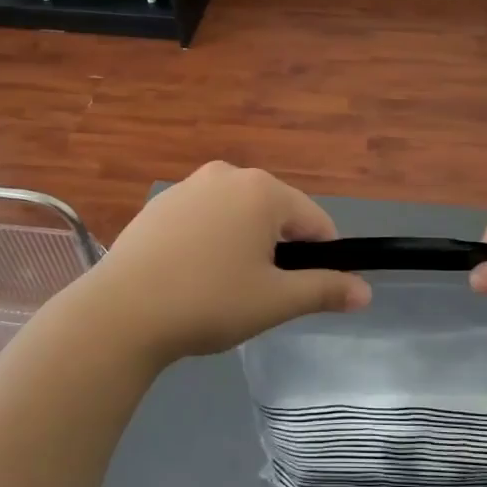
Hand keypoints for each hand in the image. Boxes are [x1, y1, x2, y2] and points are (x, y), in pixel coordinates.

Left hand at [65, 162, 371, 366]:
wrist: (120, 312)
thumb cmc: (209, 302)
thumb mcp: (275, 301)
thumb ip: (324, 290)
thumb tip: (366, 292)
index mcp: (263, 190)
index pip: (315, 221)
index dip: (321, 258)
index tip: (304, 292)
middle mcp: (228, 174)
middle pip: (275, 213)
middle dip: (277, 250)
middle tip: (258, 294)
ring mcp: (189, 186)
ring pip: (237, 214)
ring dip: (243, 244)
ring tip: (221, 288)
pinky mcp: (159, 204)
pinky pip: (203, 218)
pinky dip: (209, 241)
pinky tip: (190, 276)